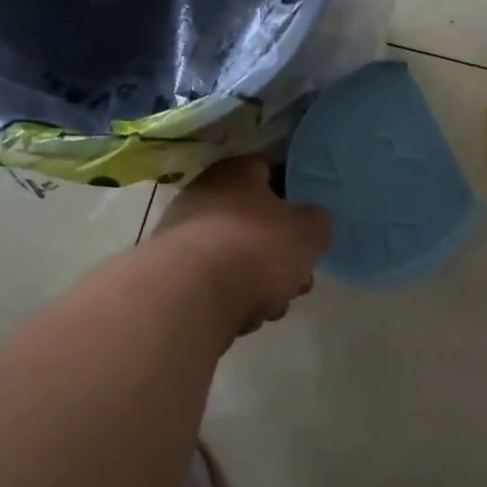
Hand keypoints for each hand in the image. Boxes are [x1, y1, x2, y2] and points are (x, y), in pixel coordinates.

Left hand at [153, 157, 330, 331]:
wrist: (189, 298)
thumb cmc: (257, 248)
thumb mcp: (310, 231)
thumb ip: (316, 221)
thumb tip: (309, 221)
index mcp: (236, 172)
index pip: (269, 169)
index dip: (294, 193)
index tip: (310, 218)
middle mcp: (202, 196)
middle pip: (253, 219)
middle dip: (279, 248)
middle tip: (300, 272)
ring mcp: (181, 237)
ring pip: (235, 254)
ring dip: (259, 278)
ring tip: (277, 305)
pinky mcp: (170, 276)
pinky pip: (213, 282)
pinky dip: (232, 296)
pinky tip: (247, 316)